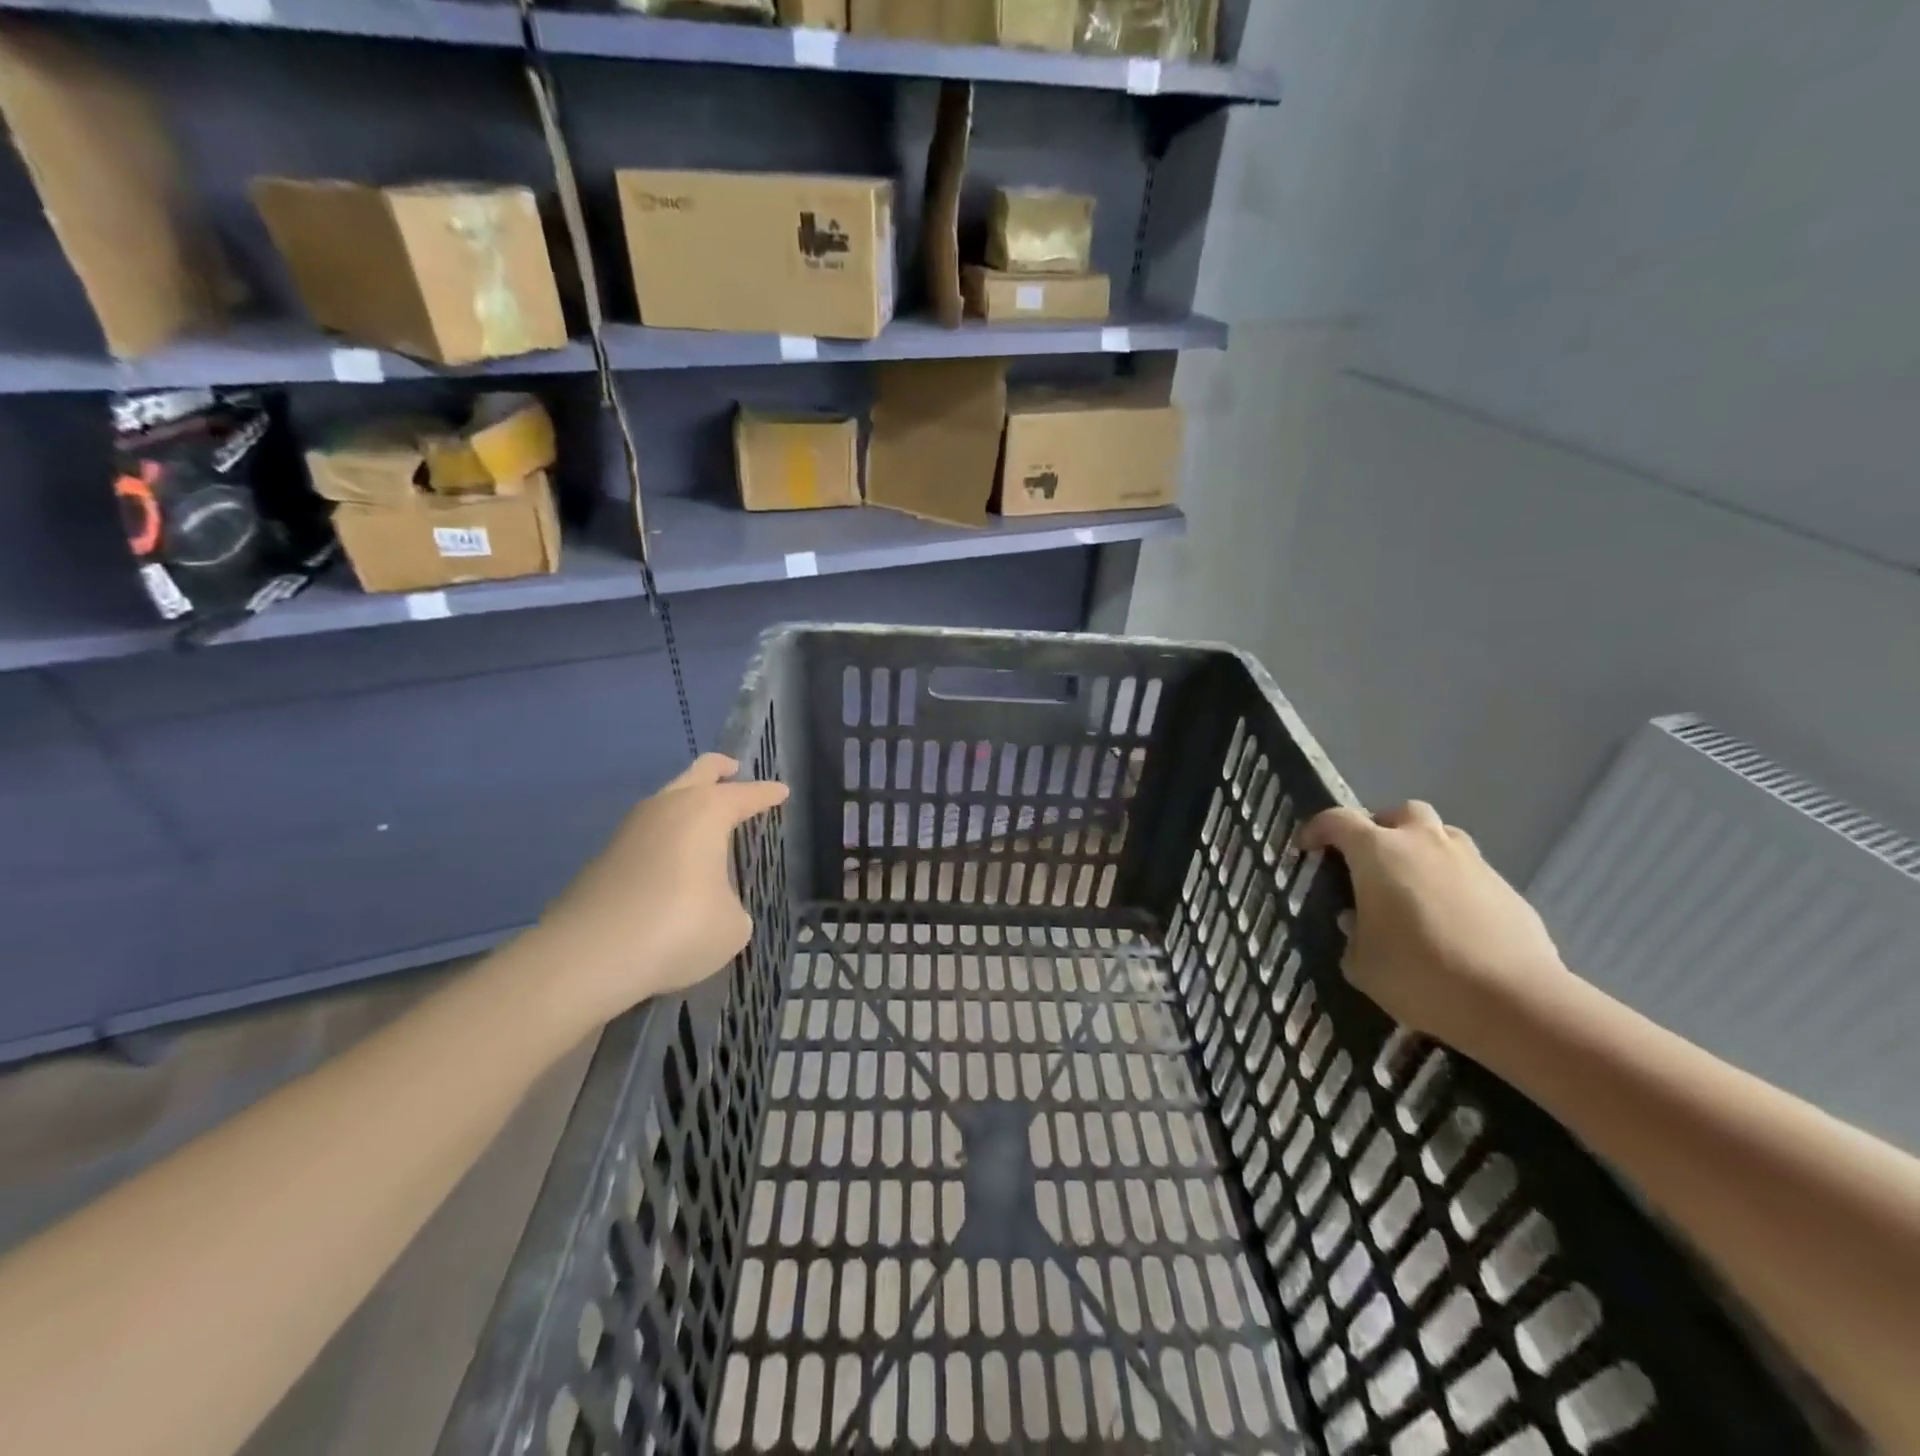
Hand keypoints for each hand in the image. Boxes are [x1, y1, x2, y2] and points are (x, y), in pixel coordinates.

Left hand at [532, 754, 788, 1030]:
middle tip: (734, 770)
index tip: (781, 792)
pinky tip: (673, 865)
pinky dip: (665, 840)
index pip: (746, 794)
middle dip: (719, 770)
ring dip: (686, 805)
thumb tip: (714, 906)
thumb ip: (731, 906)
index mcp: (707, 812)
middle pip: (698, 773)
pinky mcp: (604, 859)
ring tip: (705, 824)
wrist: (587, 957)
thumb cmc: (679, 928)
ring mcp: (629, 831)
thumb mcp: (732, 926)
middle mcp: (668, 808)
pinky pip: (646, 836)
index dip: (767, 794)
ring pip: (666, 802)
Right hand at [1303, 801, 1570, 1054]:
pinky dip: (1453, 885)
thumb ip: (1352, 934)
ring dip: (1422, 852)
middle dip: (1382, 829)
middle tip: (1370, 861)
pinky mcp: (1507, 889)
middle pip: (1400, 813)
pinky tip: (1451, 922)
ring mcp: (1471, 863)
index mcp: (1378, 852)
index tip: (1306, 847)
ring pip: (1441, 838)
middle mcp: (1424, 843)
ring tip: (1412, 889)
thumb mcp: (1361, 962)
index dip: (1317, 829)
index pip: (1337, 821)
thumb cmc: (1419, 974)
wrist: (1515, 1003)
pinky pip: (1470, 873)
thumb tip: (1357, 922)